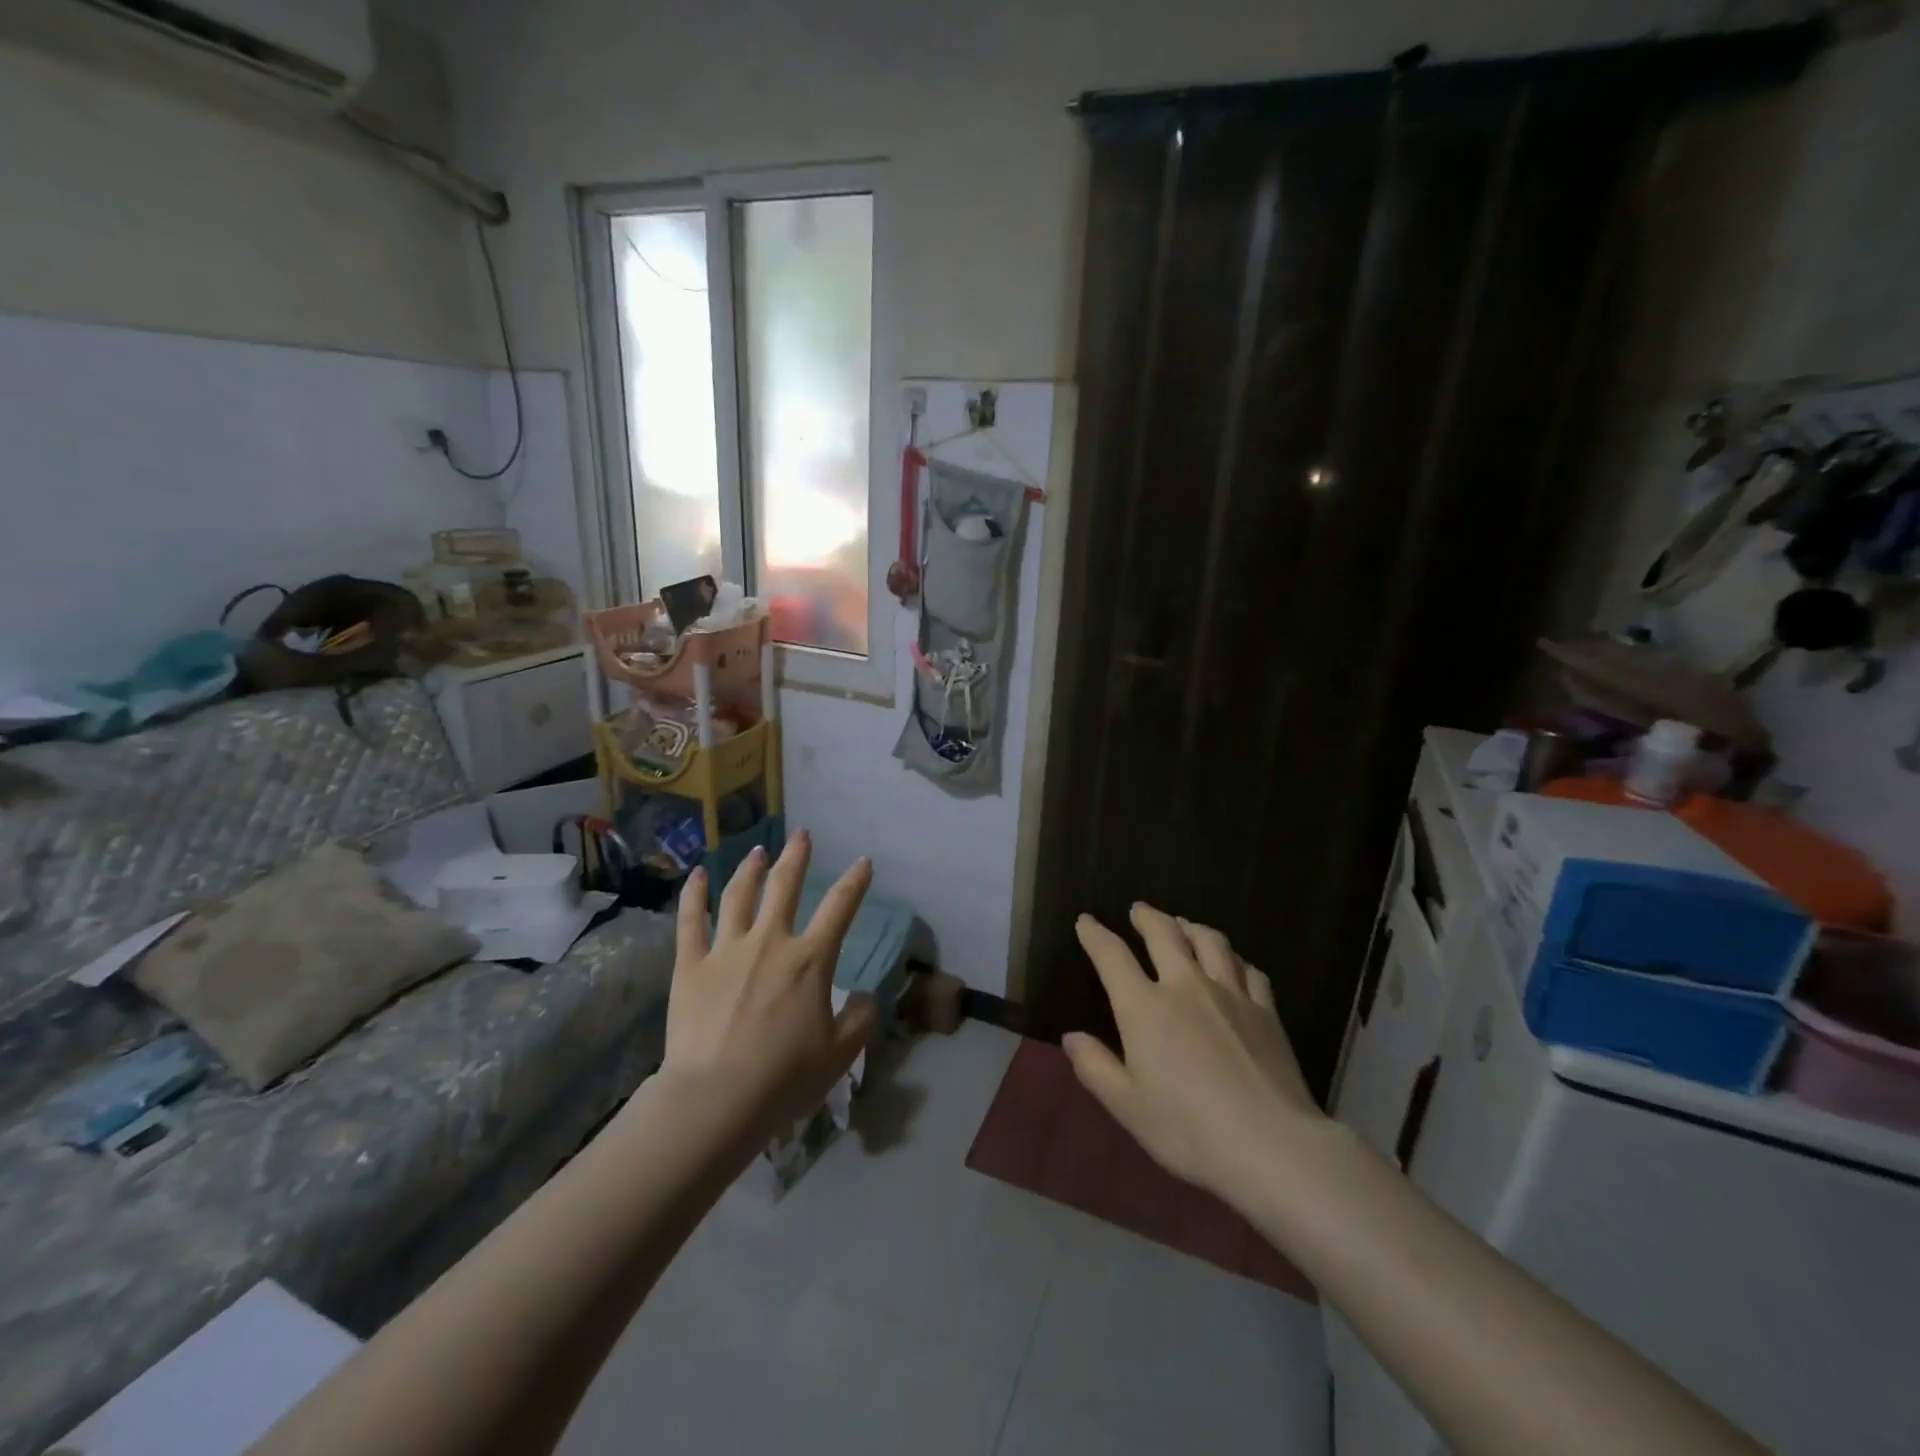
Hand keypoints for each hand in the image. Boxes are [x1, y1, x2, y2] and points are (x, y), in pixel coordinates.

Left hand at [660, 832, 878, 1133]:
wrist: (715, 1100)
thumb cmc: (783, 1078)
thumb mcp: (839, 1055)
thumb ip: (859, 1020)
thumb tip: (863, 996)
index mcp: (810, 960)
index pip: (839, 908)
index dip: (854, 882)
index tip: (862, 862)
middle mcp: (770, 942)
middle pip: (784, 886)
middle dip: (796, 857)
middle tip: (801, 835)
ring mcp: (726, 949)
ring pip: (739, 895)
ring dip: (750, 868)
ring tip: (757, 850)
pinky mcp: (690, 965)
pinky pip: (690, 921)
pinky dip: (693, 895)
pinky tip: (696, 875)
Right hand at [1063, 904, 1321, 1212]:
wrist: (1271, 1144)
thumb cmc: (1188, 1129)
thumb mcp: (1128, 1106)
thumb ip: (1095, 1067)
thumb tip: (1071, 1037)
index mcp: (1144, 1007)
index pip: (1112, 956)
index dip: (1095, 935)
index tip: (1086, 921)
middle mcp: (1185, 986)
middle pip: (1164, 934)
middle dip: (1147, 917)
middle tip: (1138, 910)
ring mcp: (1230, 994)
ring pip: (1210, 942)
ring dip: (1191, 927)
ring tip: (1183, 925)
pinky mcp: (1266, 1011)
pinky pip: (1249, 970)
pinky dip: (1234, 959)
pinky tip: (1233, 964)